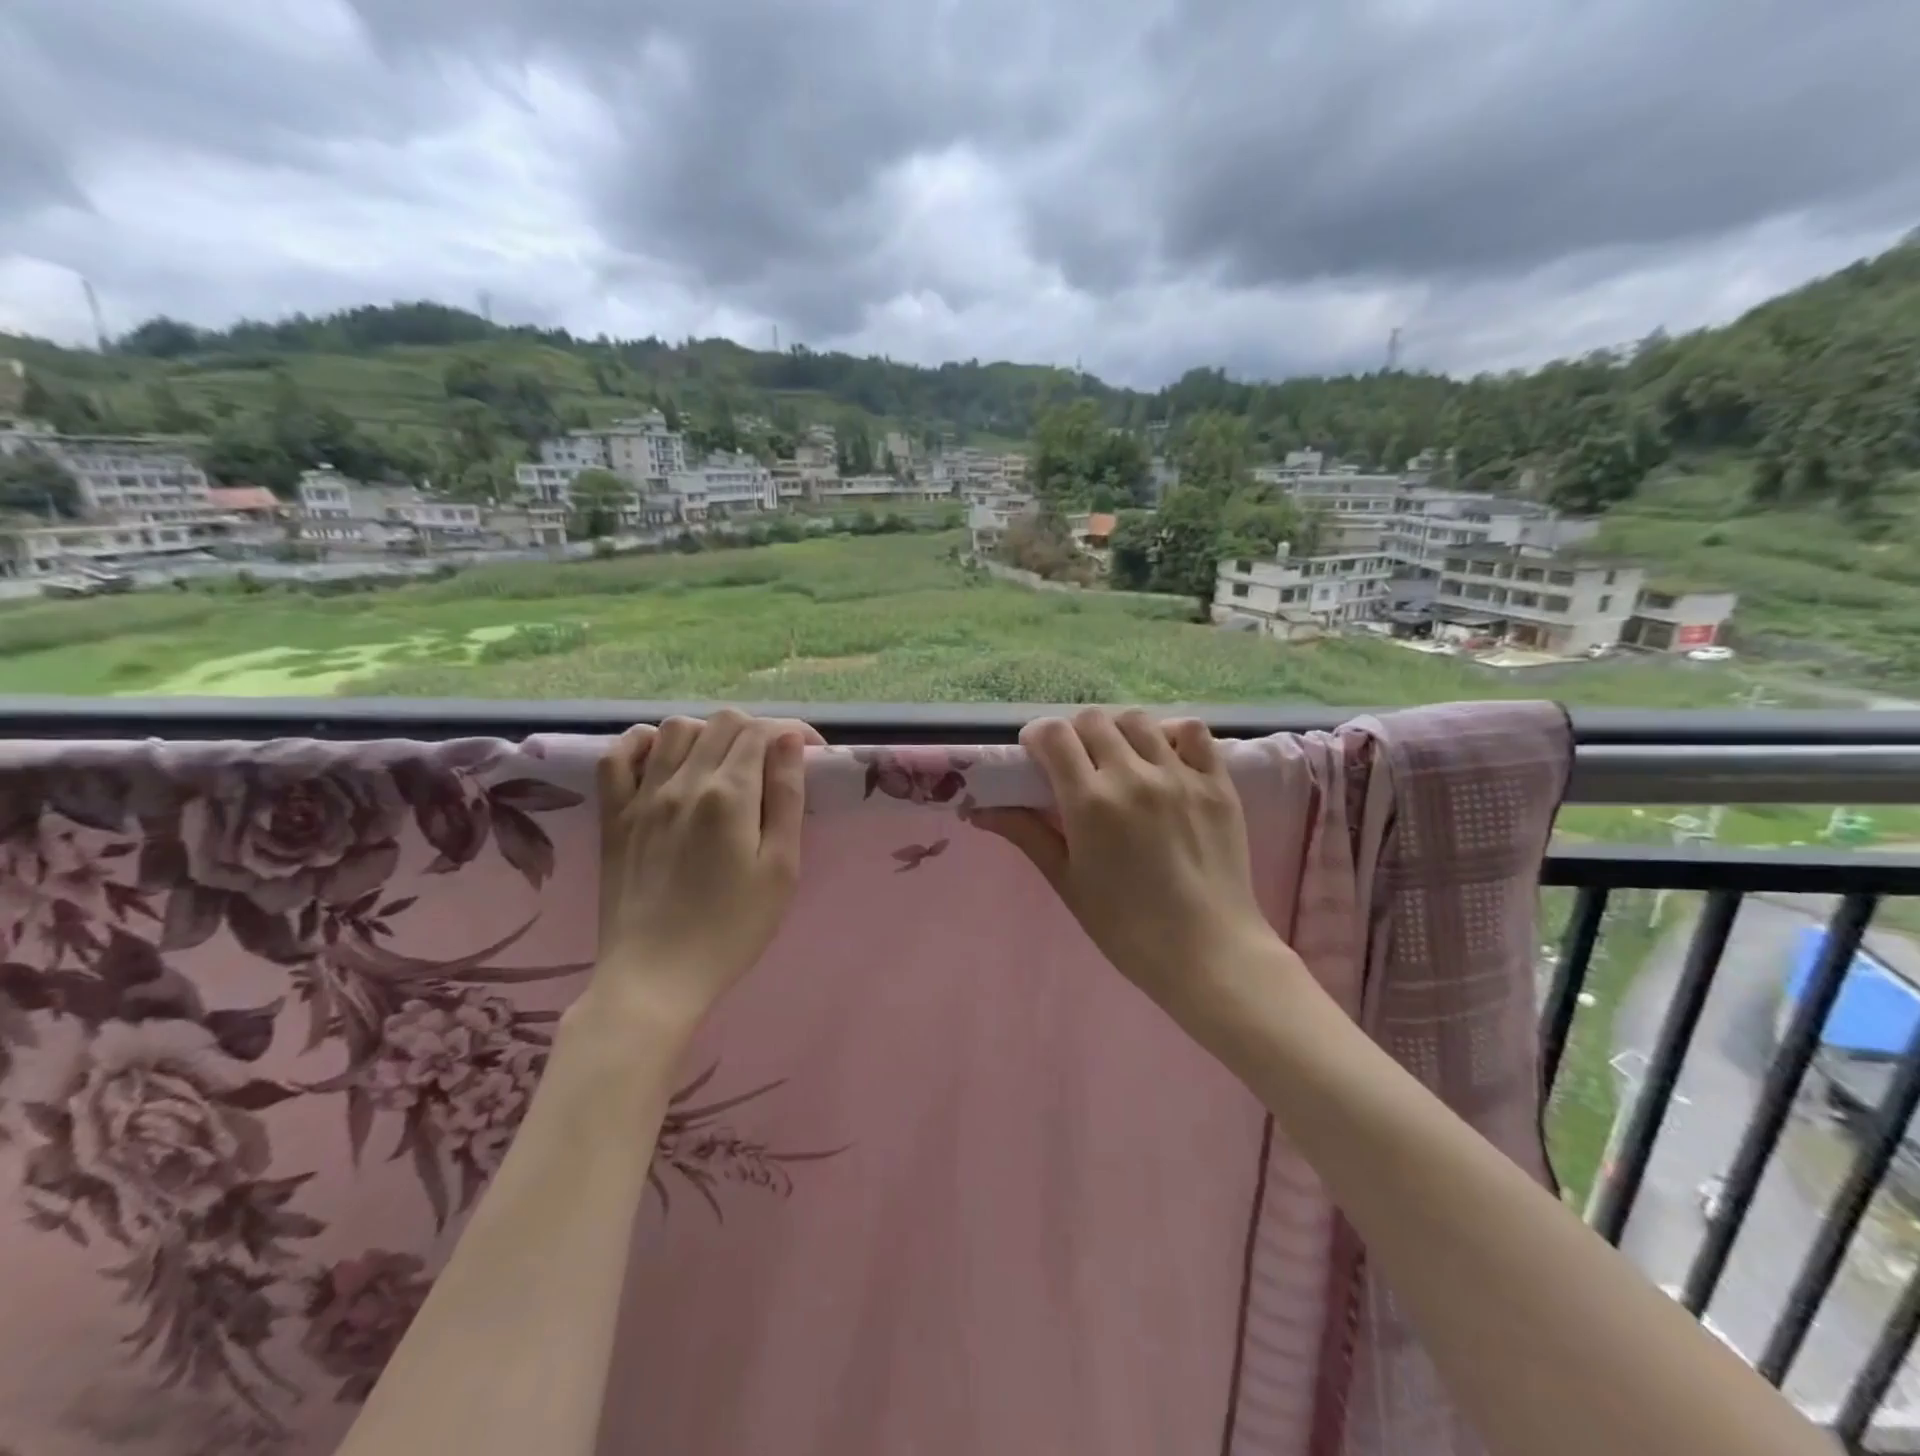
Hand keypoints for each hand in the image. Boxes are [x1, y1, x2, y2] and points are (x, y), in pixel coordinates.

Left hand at [593, 710, 822, 1030]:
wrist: (655, 977)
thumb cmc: (732, 929)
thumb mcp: (780, 868)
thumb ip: (786, 798)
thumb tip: (789, 741)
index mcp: (728, 795)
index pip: (762, 732)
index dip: (793, 733)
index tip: (812, 753)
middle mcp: (682, 782)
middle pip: (723, 722)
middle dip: (757, 731)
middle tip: (774, 764)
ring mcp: (641, 797)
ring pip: (675, 728)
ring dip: (708, 733)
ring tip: (724, 763)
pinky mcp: (613, 816)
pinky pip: (618, 756)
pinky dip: (643, 743)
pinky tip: (662, 758)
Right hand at [975, 709, 1291, 1017]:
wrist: (1207, 952)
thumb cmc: (1125, 927)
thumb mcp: (1066, 881)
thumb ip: (1026, 834)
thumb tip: (979, 811)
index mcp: (1090, 802)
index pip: (1053, 734)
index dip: (1037, 736)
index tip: (1036, 755)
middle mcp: (1133, 776)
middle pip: (1092, 719)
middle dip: (1074, 734)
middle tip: (1076, 764)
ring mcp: (1179, 775)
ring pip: (1137, 719)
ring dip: (1117, 731)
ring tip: (1119, 759)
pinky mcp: (1216, 782)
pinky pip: (1193, 731)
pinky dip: (1172, 733)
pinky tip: (1164, 756)